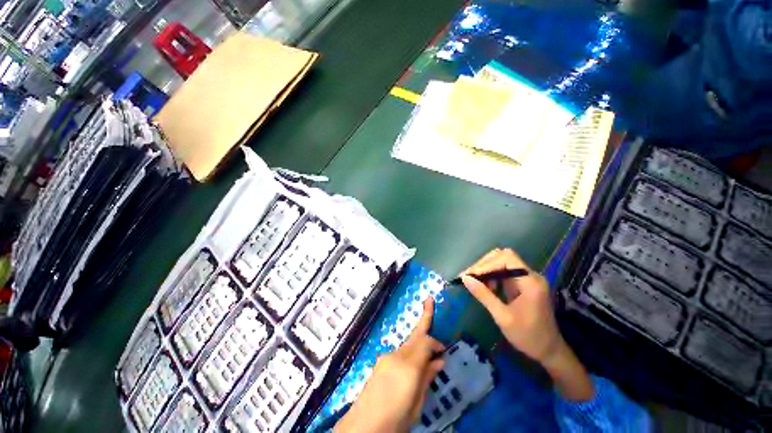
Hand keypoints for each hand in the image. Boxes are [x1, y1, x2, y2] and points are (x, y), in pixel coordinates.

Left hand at [335, 299, 444, 432]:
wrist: (363, 426)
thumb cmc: (397, 417)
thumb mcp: (418, 401)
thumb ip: (427, 378)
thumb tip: (438, 361)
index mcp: (408, 365)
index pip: (426, 341)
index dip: (437, 342)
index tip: (446, 350)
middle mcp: (394, 357)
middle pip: (413, 337)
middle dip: (424, 321)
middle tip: (431, 302)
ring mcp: (382, 362)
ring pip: (405, 346)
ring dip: (418, 343)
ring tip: (429, 352)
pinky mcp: (376, 368)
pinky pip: (397, 355)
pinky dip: (409, 354)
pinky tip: (414, 364)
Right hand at [460, 248, 561, 363]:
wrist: (547, 348)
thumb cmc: (525, 335)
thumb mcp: (502, 317)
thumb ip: (485, 296)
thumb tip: (466, 280)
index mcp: (530, 281)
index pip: (506, 258)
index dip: (485, 264)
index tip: (467, 276)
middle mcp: (532, 276)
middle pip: (507, 258)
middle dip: (486, 265)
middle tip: (467, 278)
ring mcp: (532, 281)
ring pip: (508, 266)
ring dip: (490, 271)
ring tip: (474, 283)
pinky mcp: (529, 288)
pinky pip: (511, 276)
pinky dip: (498, 279)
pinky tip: (487, 288)